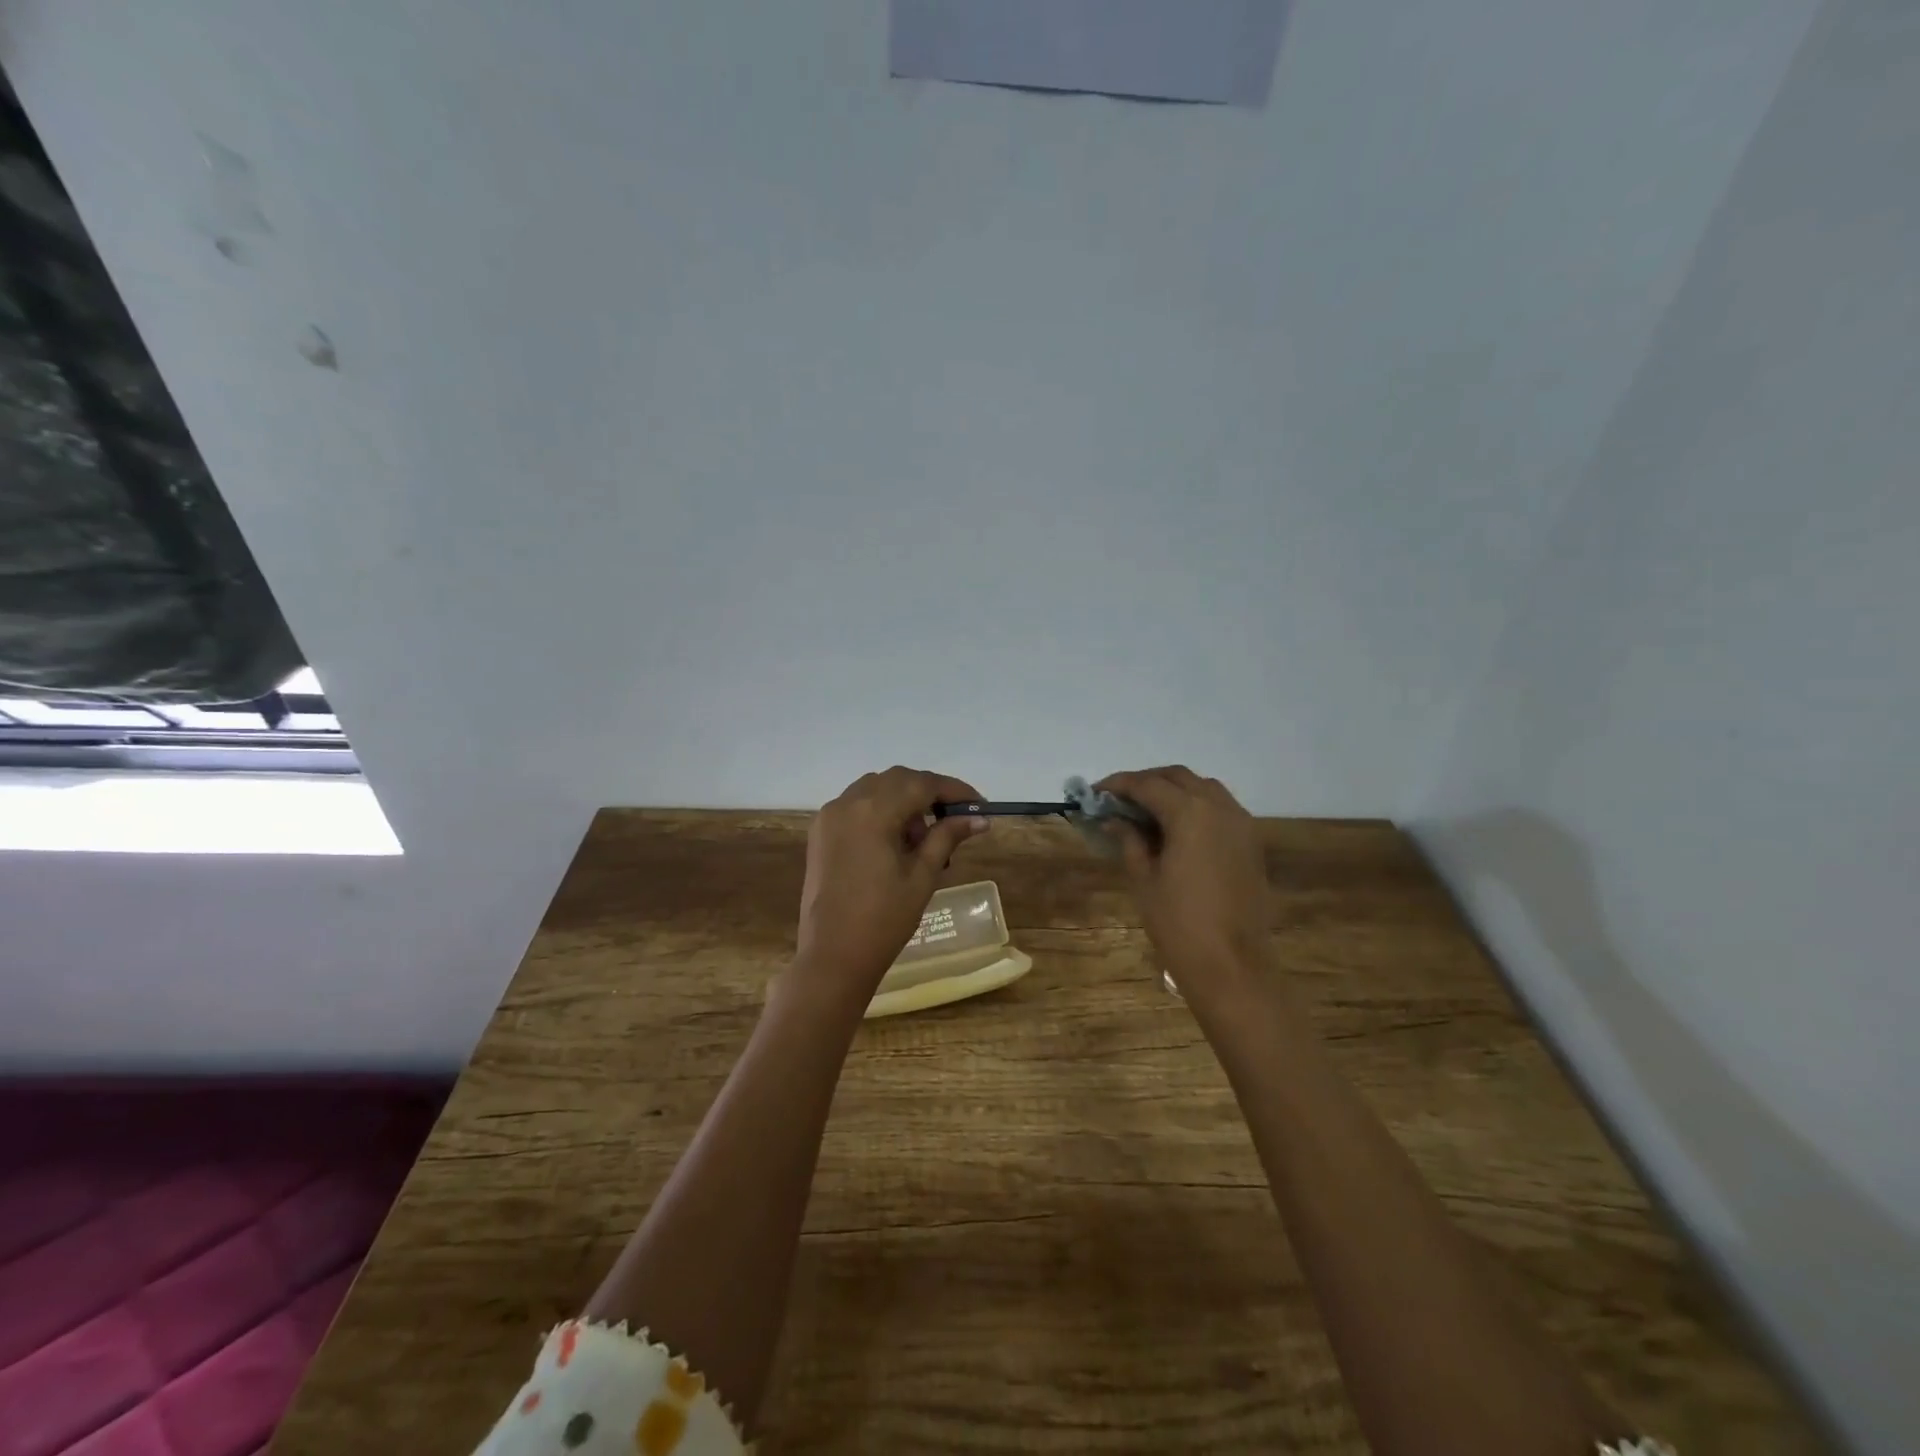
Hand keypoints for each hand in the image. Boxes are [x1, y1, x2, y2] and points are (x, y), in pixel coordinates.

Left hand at [792, 767, 989, 1000]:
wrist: (833, 957)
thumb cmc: (884, 920)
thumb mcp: (922, 876)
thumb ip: (947, 837)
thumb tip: (979, 818)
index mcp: (873, 812)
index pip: (921, 784)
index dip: (954, 790)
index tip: (979, 806)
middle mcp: (847, 803)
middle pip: (897, 780)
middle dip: (929, 794)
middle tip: (954, 821)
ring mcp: (829, 816)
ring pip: (875, 789)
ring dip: (904, 801)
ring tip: (922, 840)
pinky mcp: (821, 832)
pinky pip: (856, 805)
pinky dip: (880, 811)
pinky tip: (895, 842)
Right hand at [1096, 767, 1272, 998]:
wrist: (1231, 965)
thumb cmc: (1179, 924)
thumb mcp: (1144, 879)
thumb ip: (1129, 840)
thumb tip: (1114, 819)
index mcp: (1190, 813)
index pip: (1148, 785)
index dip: (1118, 785)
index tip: (1095, 793)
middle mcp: (1220, 808)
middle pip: (1178, 777)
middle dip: (1146, 781)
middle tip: (1119, 799)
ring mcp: (1241, 823)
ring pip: (1203, 788)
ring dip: (1173, 790)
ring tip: (1146, 810)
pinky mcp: (1251, 842)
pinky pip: (1221, 808)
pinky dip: (1196, 806)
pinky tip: (1176, 827)